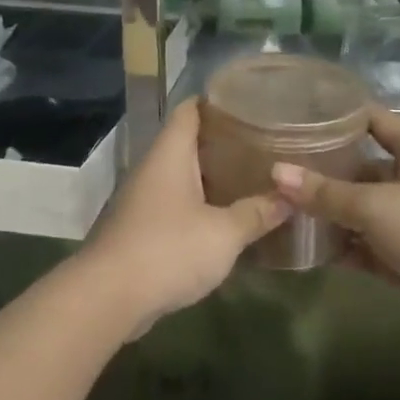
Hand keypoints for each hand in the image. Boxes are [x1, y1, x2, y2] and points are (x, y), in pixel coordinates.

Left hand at [77, 99, 288, 329]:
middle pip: (188, 142)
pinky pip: (176, 204)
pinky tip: (226, 217)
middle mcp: (154, 168)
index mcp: (170, 153)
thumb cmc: (168, 249)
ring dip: (212, 177)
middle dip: (223, 142)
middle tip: (263, 143)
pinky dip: (200, 205)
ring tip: (251, 177)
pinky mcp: (141, 228)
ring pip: (182, 175)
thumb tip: (290, 197)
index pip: (190, 109)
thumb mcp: (224, 233)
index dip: (216, 101)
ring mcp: (144, 199)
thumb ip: (257, 213)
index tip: (249, 102)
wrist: (108, 297)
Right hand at [271, 106, 399, 344]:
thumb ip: (324, 193)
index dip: (339, 114)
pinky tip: (308, 247)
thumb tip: (276, 173)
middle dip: (326, 169)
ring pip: (363, 208)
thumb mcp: (374, 206)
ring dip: (331, 211)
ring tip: (284, 207)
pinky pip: (368, 244)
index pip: (372, 118)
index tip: (299, 113)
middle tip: (279, 166)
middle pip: (363, 165)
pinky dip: (344, 245)